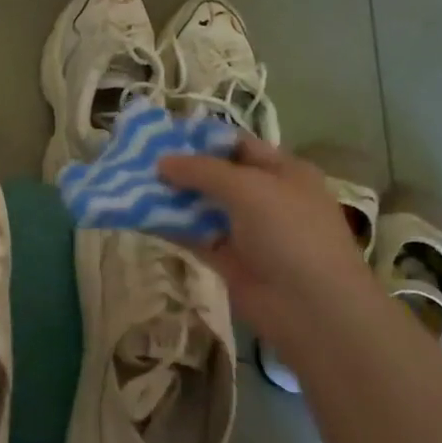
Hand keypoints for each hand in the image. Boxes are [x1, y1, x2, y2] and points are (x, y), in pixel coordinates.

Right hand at [159, 136, 374, 326]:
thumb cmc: (289, 233)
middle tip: (138, 161)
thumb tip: (161, 162)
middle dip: (181, 169)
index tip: (162, 136)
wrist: (310, 306)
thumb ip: (203, 171)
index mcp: (284, 171)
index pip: (238, 146)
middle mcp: (266, 197)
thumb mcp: (248, 188)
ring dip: (172, 198)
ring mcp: (247, 231)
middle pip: (217, 176)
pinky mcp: (229, 260)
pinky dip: (171, 227)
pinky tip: (140, 217)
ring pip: (203, 207)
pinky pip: (195, 236)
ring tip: (131, 186)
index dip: (202, 140)